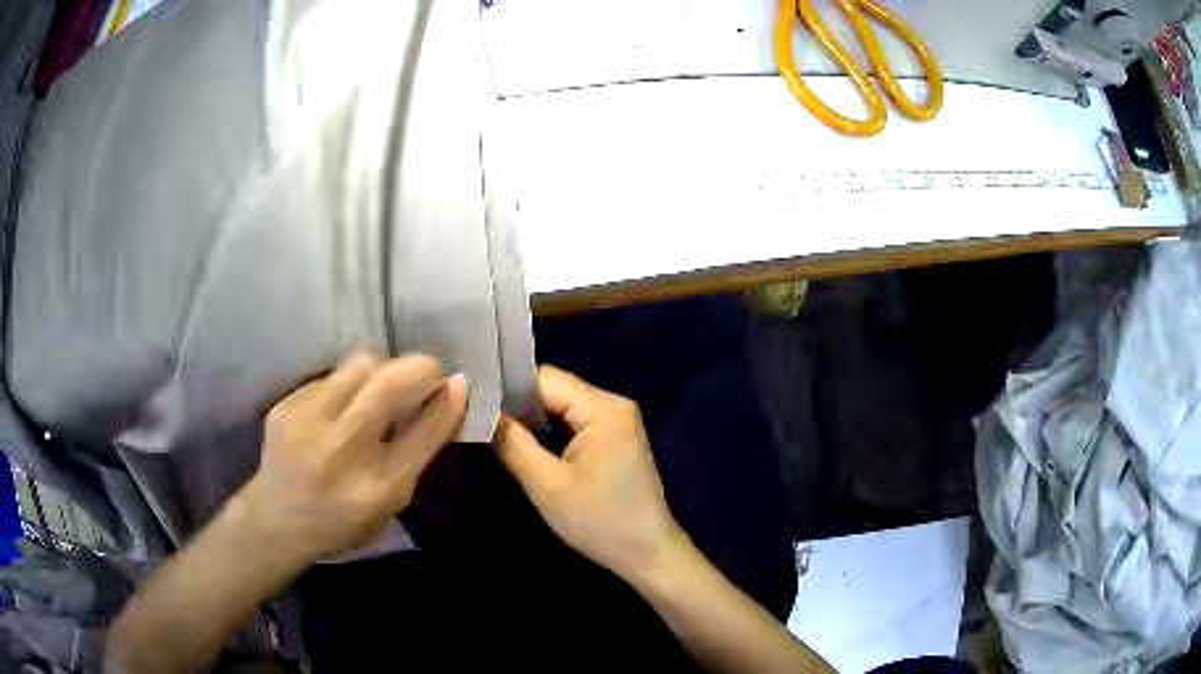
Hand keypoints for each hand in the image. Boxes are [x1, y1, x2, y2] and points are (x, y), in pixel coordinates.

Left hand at [236, 353, 466, 565]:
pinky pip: (331, 376)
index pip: (424, 431)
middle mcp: (343, 450)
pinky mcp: (287, 405)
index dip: (448, 401)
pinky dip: (349, 383)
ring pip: (359, 365)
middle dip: (421, 367)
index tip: (458, 383)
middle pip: (390, 383)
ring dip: (384, 368)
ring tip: (384, 386)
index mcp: (377, 486)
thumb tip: (450, 396)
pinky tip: (344, 404)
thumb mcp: (390, 503)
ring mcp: (309, 422)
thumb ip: (419, 454)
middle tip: (428, 374)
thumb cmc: (343, 521)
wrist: (276, 520)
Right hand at [494, 366, 685, 579]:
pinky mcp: (615, 439)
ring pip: (562, 407)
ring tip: (494, 430)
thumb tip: (481, 412)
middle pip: (554, 390)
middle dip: (517, 405)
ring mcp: (617, 422)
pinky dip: (549, 431)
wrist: (647, 554)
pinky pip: (574, 423)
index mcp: (603, 407)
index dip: (507, 389)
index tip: (473, 403)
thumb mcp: (547, 485)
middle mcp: (613, 404)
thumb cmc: (599, 521)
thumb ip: (512, 443)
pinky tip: (525, 443)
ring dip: (531, 420)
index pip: (544, 378)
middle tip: (478, 419)